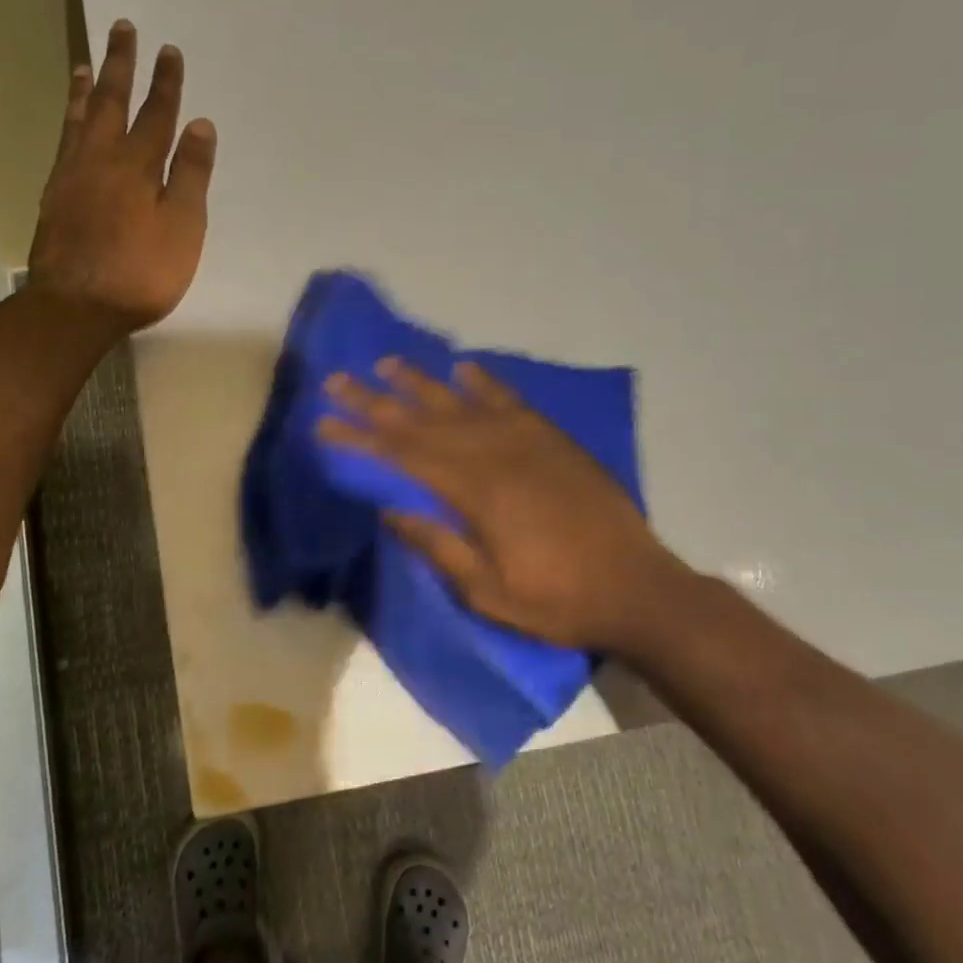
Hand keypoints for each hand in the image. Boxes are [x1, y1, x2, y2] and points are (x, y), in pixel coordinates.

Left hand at [29, 19, 216, 332]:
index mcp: (139, 165)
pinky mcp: (53, 197)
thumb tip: (199, 124)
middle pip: (113, 103)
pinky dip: (68, 121)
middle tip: (122, 28)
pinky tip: (70, 122)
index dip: (166, 83)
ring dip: (87, 89)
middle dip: (122, 65)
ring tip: (86, 63)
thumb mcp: (182, 228)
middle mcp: (101, 159)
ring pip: (80, 119)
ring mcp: (72, 176)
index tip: (169, 50)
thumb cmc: (140, 273)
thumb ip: (190, 176)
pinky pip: (63, 143)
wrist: (76, 307)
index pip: (157, 114)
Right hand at [317, 359, 696, 658]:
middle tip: (338, 381)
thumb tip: (389, 511)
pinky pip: (510, 401)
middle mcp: (495, 454)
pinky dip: (484, 383)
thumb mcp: (487, 591)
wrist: (637, 589)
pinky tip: (462, 369)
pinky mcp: (553, 440)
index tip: (325, 423)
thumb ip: (437, 546)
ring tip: (386, 363)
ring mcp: (527, 441)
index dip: (360, 438)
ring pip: (461, 402)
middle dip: (375, 401)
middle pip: (422, 421)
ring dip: (420, 382)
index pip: (402, 456)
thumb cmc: (557, 599)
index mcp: (475, 492)